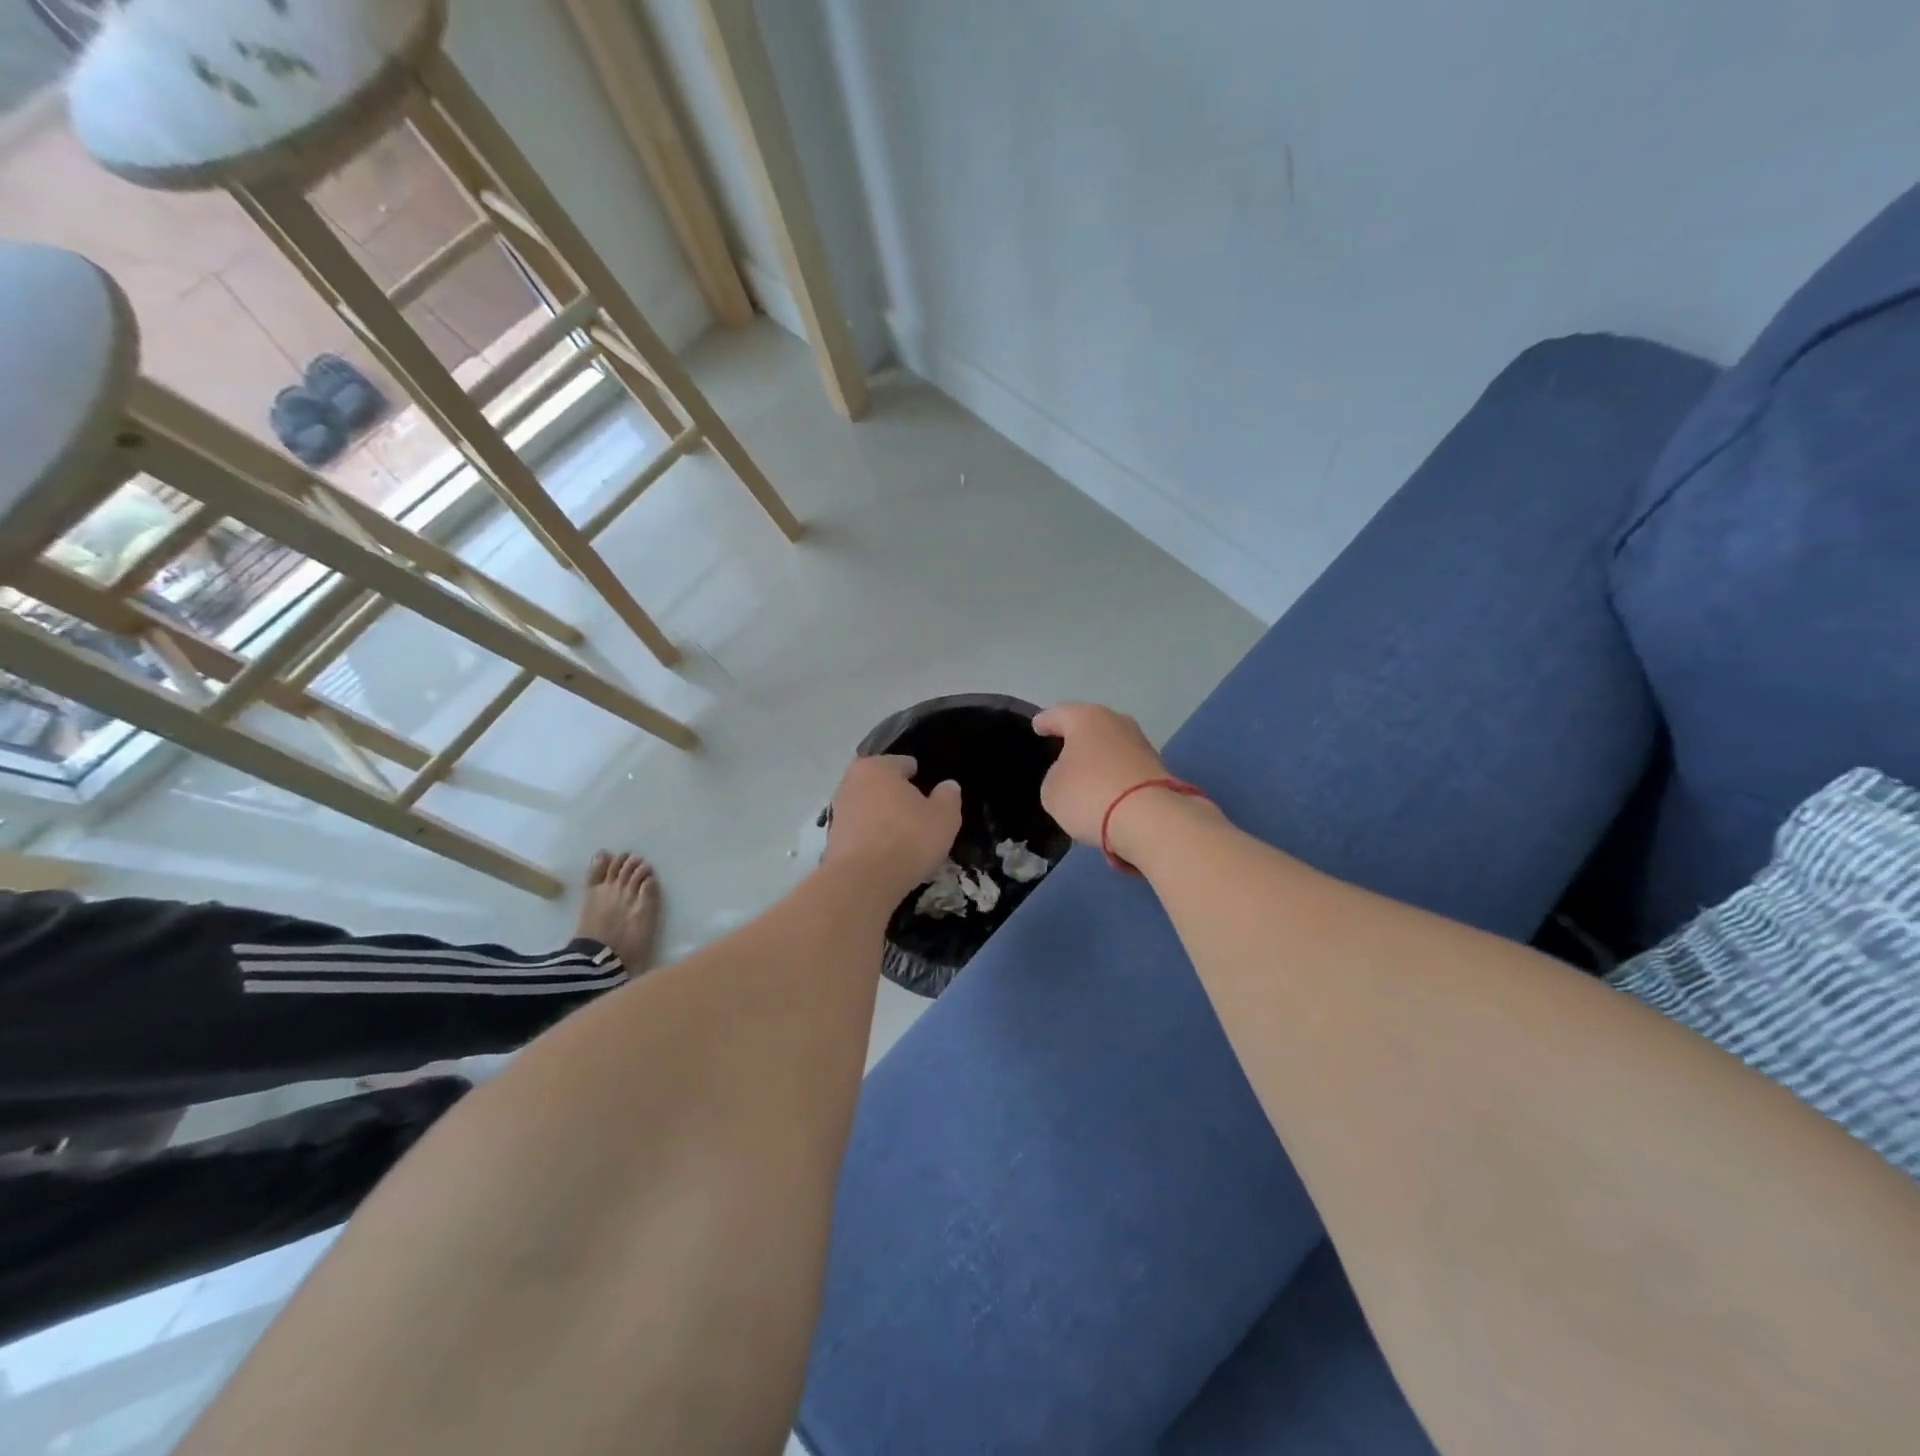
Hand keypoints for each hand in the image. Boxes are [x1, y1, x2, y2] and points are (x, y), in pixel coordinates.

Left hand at [823, 755, 961, 899]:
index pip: (902, 763)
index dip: (918, 777)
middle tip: (916, 816)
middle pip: (880, 784)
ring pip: (867, 807)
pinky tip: (884, 853)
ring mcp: (837, 810)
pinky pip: (858, 830)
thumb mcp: (944, 817)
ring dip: (881, 817)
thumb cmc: (908, 840)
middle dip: (896, 795)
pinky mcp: (830, 838)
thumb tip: (947, 786)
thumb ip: (948, 796)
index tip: (929, 795)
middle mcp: (851, 781)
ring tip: (901, 838)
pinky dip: (869, 837)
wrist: (863, 882)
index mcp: (877, 767)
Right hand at [1032, 703, 1169, 846]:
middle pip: (1089, 726)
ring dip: (1099, 757)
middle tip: (1061, 749)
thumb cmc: (1090, 794)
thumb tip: (1071, 775)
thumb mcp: (1052, 790)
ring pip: (1110, 745)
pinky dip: (1114, 774)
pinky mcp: (1157, 767)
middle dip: (1076, 737)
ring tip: (1085, 774)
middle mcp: (1116, 722)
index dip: (1044, 722)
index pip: (1057, 715)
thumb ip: (1056, 776)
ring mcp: (1141, 743)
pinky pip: (1125, 766)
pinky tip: (1106, 789)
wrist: (1149, 819)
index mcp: (1085, 718)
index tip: (1037, 726)